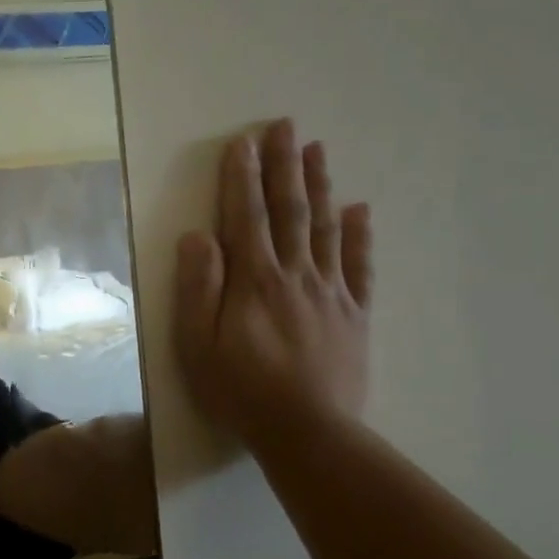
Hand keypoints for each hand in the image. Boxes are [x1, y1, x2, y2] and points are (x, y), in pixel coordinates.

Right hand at [175, 121, 373, 451]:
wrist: (308, 433)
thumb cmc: (241, 390)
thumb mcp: (198, 344)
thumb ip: (198, 287)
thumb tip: (197, 235)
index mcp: (254, 279)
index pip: (246, 216)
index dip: (243, 177)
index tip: (242, 141)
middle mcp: (295, 274)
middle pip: (290, 210)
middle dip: (284, 165)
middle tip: (285, 125)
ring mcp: (330, 292)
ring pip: (325, 228)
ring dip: (319, 186)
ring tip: (317, 149)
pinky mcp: (355, 315)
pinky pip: (360, 267)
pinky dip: (360, 236)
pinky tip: (361, 210)